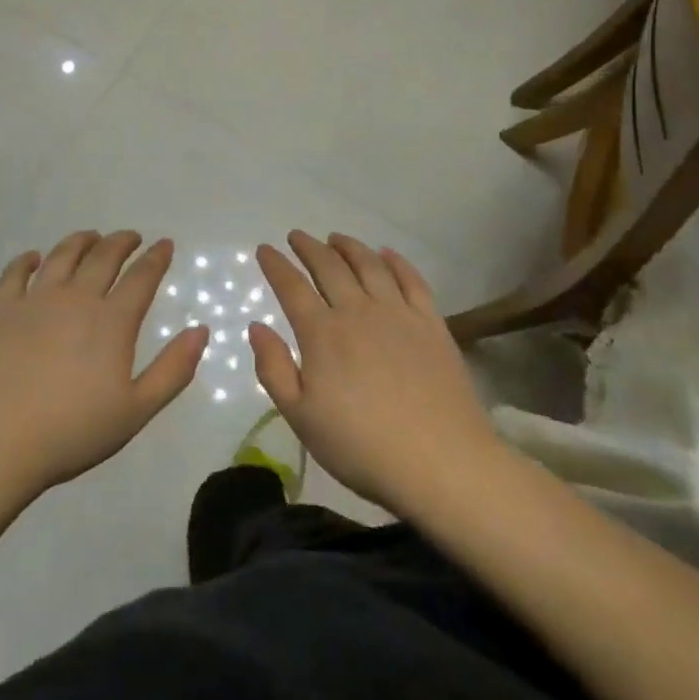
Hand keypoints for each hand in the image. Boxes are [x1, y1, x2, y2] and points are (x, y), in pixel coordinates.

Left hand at [0, 231, 208, 496]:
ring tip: (91, 237)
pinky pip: (14, 273)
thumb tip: (201, 330)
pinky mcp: (0, 311)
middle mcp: (76, 298)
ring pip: (62, 256)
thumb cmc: (71, 432)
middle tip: (132, 237)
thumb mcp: (135, 411)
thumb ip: (173, 370)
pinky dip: (27, 260)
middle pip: (103, 257)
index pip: (141, 277)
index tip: (165, 244)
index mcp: (112, 321)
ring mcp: (35, 300)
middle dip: (122, 242)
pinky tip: (33, 257)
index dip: (156, 257)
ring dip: (81, 241)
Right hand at [249, 231, 498, 518]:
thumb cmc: (362, 447)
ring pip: (369, 265)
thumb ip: (274, 369)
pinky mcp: (432, 323)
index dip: (276, 265)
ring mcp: (398, 313)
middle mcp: (358, 311)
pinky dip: (396, 261)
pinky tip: (387, 254)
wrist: (442, 462)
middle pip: (329, 266)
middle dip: (308, 247)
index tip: (264, 249)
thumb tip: (256, 326)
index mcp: (322, 333)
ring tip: (336, 238)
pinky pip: (411, 280)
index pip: (292, 287)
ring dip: (349, 247)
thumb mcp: (301, 418)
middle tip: (296, 236)